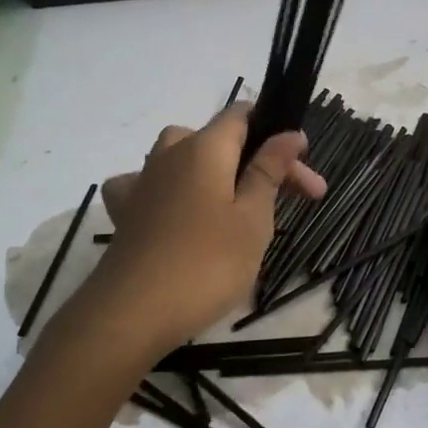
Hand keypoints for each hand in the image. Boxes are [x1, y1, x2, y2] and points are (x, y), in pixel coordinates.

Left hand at [65, 105, 325, 359]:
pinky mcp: (125, 212)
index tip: (302, 163)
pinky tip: (174, 210)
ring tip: (238, 206)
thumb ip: (269, 170)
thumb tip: (289, 133)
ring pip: (183, 159)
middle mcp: (169, 154)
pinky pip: (149, 185)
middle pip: (218, 140)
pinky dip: (169, 190)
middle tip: (294, 199)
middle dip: (257, 162)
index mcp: (204, 147)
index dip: (275, 131)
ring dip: (217, 176)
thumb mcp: (253, 217)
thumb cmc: (207, 263)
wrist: (134, 312)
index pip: (241, 114)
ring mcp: (142, 182)